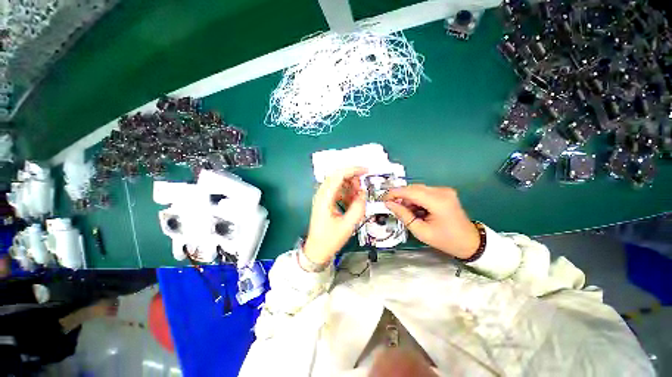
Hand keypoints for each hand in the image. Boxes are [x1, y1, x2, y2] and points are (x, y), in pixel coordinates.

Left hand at [303, 167, 366, 265]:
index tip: (366, 171)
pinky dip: (346, 193)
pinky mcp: (325, 201)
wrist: (317, 250)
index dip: (353, 170)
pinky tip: (351, 202)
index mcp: (325, 198)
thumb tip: (363, 193)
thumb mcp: (348, 225)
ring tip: (358, 197)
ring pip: (337, 183)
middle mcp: (321, 194)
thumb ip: (358, 207)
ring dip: (349, 186)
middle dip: (352, 178)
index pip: (338, 175)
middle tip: (362, 188)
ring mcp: (322, 197)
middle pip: (337, 176)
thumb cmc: (330, 239)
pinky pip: (337, 191)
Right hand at [384, 185, 479, 258]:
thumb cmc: (445, 240)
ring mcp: (444, 190)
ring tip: (406, 211)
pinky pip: (424, 192)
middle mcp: (442, 191)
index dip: (394, 193)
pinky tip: (415, 209)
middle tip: (392, 207)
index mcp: (438, 202)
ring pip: (417, 189)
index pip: (411, 191)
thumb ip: (403, 215)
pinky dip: (416, 199)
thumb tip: (389, 204)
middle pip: (413, 188)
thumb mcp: (420, 231)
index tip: (383, 199)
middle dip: (401, 196)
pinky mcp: (444, 192)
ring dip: (408, 198)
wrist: (469, 242)